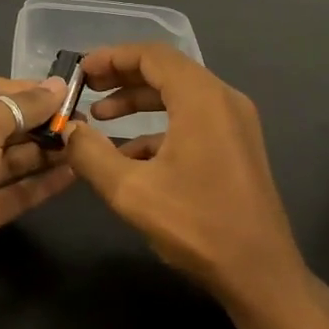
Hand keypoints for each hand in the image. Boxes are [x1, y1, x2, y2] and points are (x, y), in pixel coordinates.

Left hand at [0, 74, 73, 322]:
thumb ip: (18, 106)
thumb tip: (55, 86)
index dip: (27, 89)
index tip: (67, 94)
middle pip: (8, 123)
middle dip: (43, 120)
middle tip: (85, 122)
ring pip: (17, 158)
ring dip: (50, 150)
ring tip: (88, 145)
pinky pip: (21, 191)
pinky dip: (46, 182)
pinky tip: (76, 174)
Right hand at [61, 45, 307, 305]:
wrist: (260, 273)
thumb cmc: (196, 225)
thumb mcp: (130, 191)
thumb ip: (91, 154)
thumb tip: (69, 130)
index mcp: (202, 98)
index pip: (152, 55)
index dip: (112, 57)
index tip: (80, 72)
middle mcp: (223, 100)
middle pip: (167, 71)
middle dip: (122, 78)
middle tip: (86, 91)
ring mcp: (235, 124)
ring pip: (179, 97)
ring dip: (139, 103)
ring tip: (101, 119)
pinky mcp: (237, 147)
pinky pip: (193, 121)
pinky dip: (159, 128)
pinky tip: (130, 156)